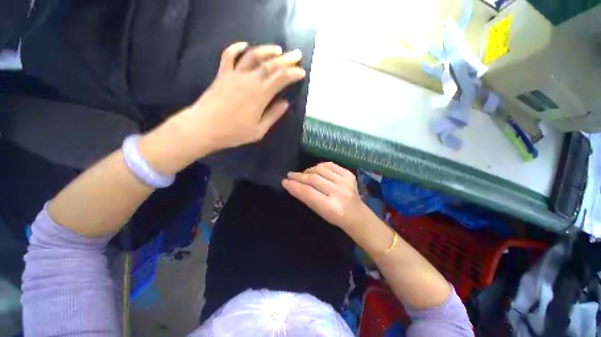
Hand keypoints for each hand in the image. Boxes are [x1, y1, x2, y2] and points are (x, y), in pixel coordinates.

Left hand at [172, 42, 305, 154]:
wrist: (204, 128)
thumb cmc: (234, 132)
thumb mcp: (259, 130)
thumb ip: (273, 115)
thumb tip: (285, 103)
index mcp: (260, 95)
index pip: (280, 78)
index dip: (293, 73)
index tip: (301, 72)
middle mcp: (249, 80)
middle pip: (270, 64)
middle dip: (286, 58)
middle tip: (297, 54)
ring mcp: (234, 74)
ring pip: (253, 56)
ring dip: (267, 50)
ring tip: (278, 49)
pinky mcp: (222, 74)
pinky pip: (229, 55)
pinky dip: (236, 47)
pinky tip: (245, 45)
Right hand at [282, 162, 372, 230]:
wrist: (357, 215)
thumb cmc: (335, 217)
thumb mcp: (320, 213)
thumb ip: (307, 198)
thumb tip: (292, 185)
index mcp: (331, 207)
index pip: (308, 193)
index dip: (295, 186)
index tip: (284, 182)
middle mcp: (339, 193)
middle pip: (314, 179)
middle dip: (299, 176)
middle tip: (290, 175)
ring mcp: (346, 182)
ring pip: (320, 170)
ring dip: (308, 171)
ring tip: (303, 174)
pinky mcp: (349, 174)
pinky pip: (330, 165)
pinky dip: (320, 166)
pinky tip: (316, 169)